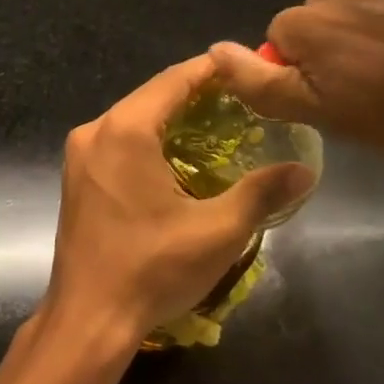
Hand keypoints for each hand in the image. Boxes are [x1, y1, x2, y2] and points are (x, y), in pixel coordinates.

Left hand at [41, 55, 316, 353]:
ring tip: (219, 123)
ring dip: (172, 117)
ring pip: (133, 118)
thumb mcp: (217, 231)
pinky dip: (150, 139)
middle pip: (151, 96)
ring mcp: (80, 154)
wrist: (88, 317)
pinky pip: (118, 141)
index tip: (247, 66)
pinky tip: (179, 156)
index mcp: (124, 130)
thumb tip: (306, 169)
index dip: (212, 69)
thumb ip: (262, 192)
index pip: (173, 80)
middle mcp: (95, 131)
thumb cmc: (152, 269)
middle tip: (242, 97)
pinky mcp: (77, 176)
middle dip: (195, 93)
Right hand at [208, 0, 383, 200]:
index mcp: (313, 20)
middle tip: (383, 86)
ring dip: (374, 25)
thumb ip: (263, 84)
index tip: (346, 99)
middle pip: (320, 13)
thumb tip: (213, 51)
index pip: (282, 39)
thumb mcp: (333, 119)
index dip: (309, 72)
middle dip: (338, 43)